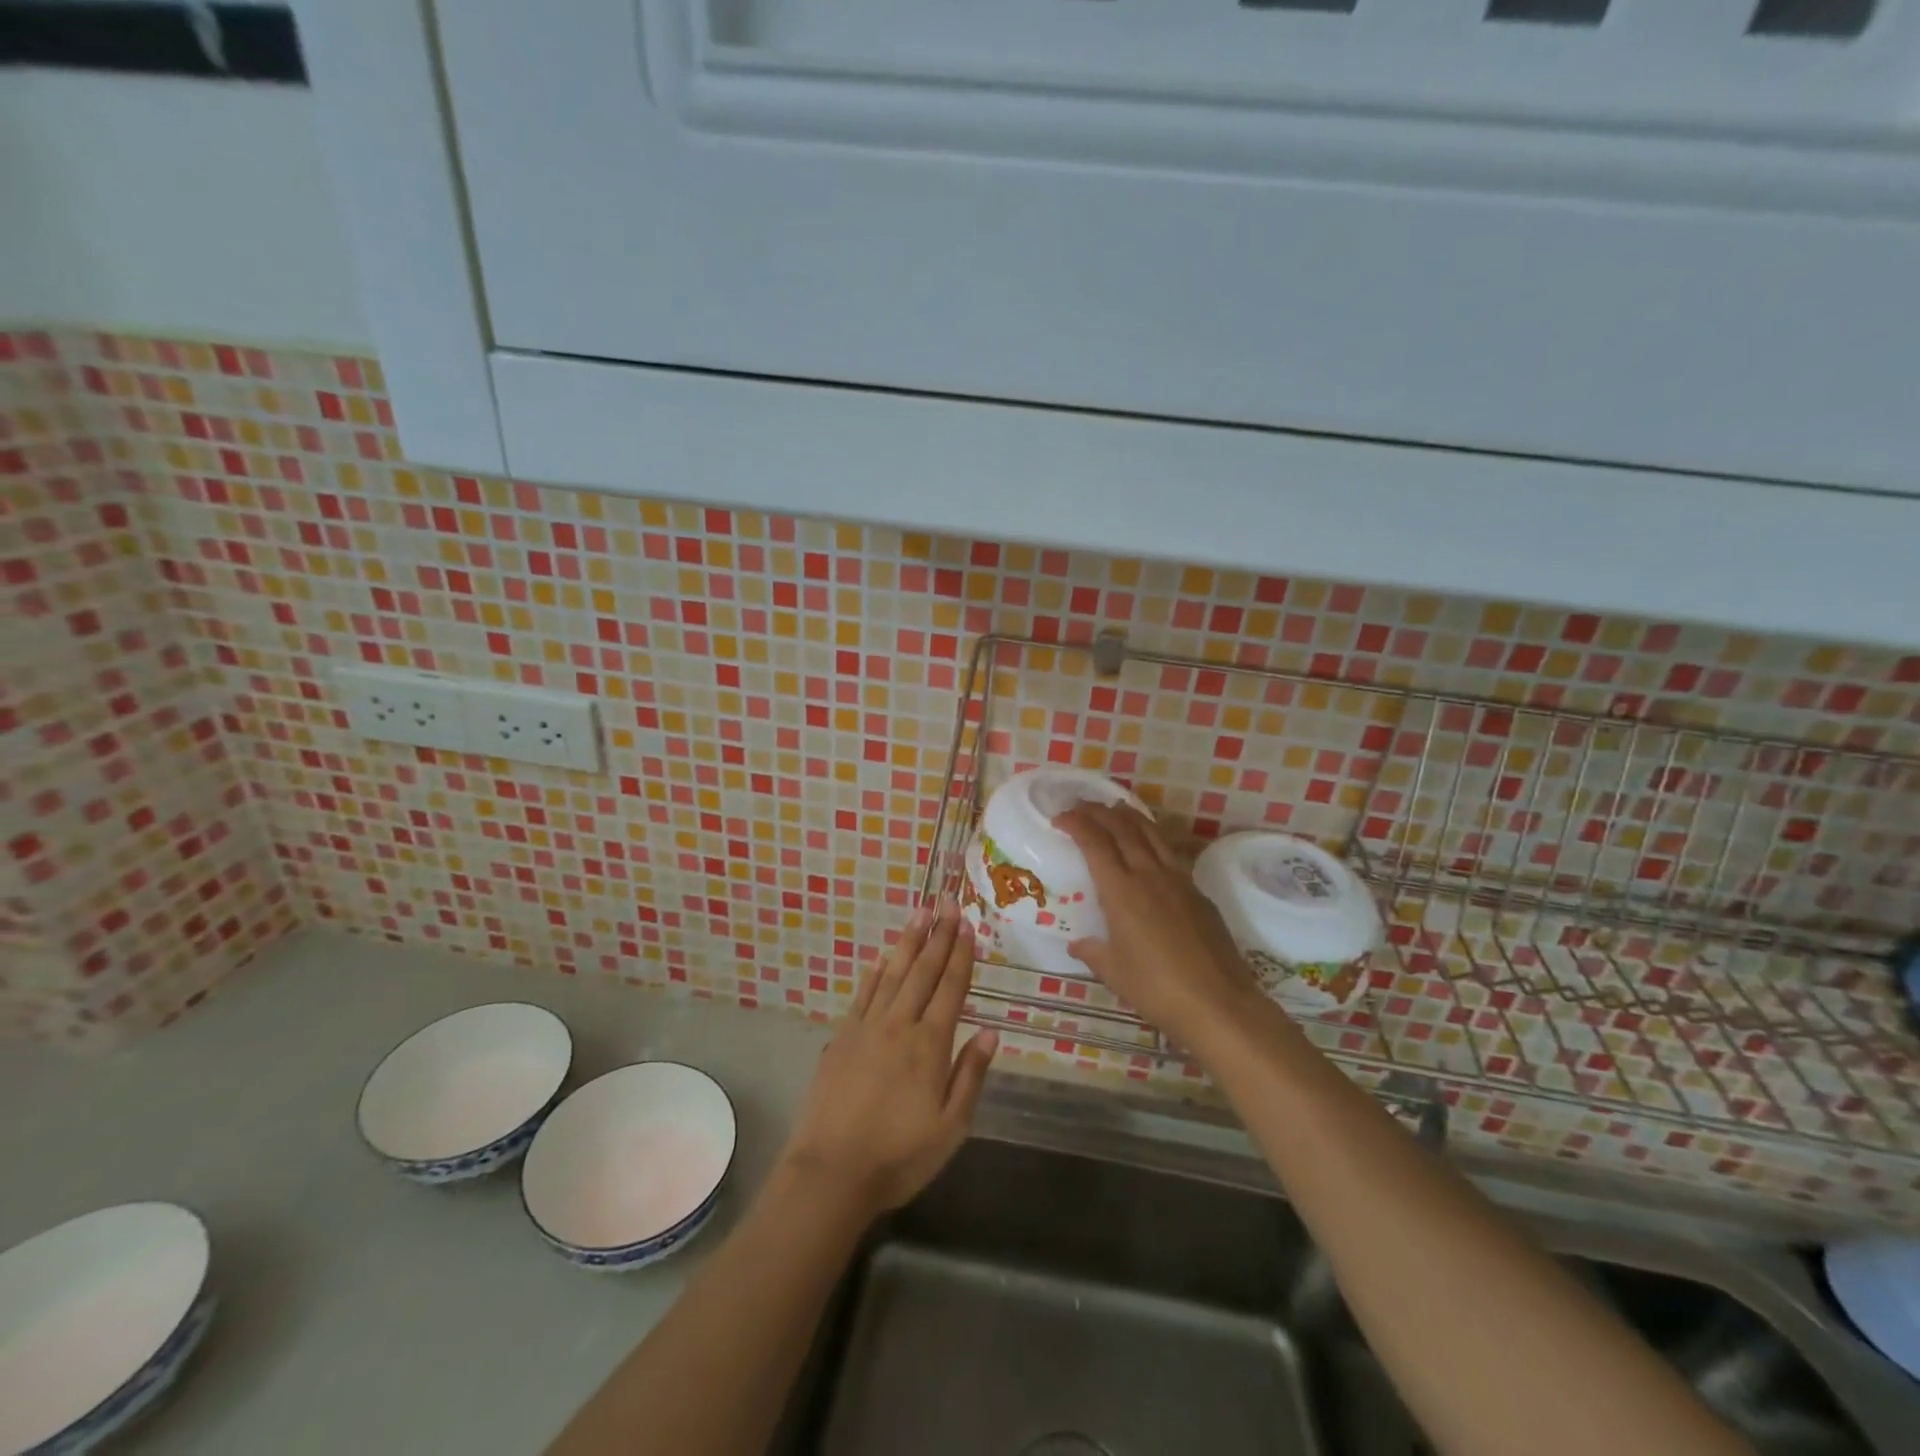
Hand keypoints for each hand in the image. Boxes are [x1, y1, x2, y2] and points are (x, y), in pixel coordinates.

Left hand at [779, 898, 997, 1219]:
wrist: (831, 1172)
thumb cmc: (899, 1156)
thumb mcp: (950, 1128)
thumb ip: (971, 1076)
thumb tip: (991, 1032)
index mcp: (930, 1045)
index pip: (951, 988)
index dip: (961, 955)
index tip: (967, 924)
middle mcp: (900, 1025)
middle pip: (923, 971)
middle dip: (938, 935)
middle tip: (947, 902)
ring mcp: (867, 1028)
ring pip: (893, 974)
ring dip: (908, 943)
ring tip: (920, 914)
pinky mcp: (842, 1037)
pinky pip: (863, 994)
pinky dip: (875, 973)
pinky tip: (882, 958)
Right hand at [1055, 803, 1259, 1048]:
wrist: (1218, 1003)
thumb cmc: (1157, 988)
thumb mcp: (1114, 972)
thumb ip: (1093, 952)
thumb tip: (1078, 944)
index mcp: (1121, 891)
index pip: (1095, 843)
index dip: (1076, 824)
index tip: (1060, 817)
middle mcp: (1149, 875)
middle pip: (1123, 829)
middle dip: (1099, 812)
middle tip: (1082, 805)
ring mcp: (1179, 880)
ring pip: (1152, 834)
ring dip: (1130, 817)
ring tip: (1116, 807)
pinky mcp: (1199, 893)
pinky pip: (1171, 853)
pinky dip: (1153, 839)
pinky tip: (1150, 847)